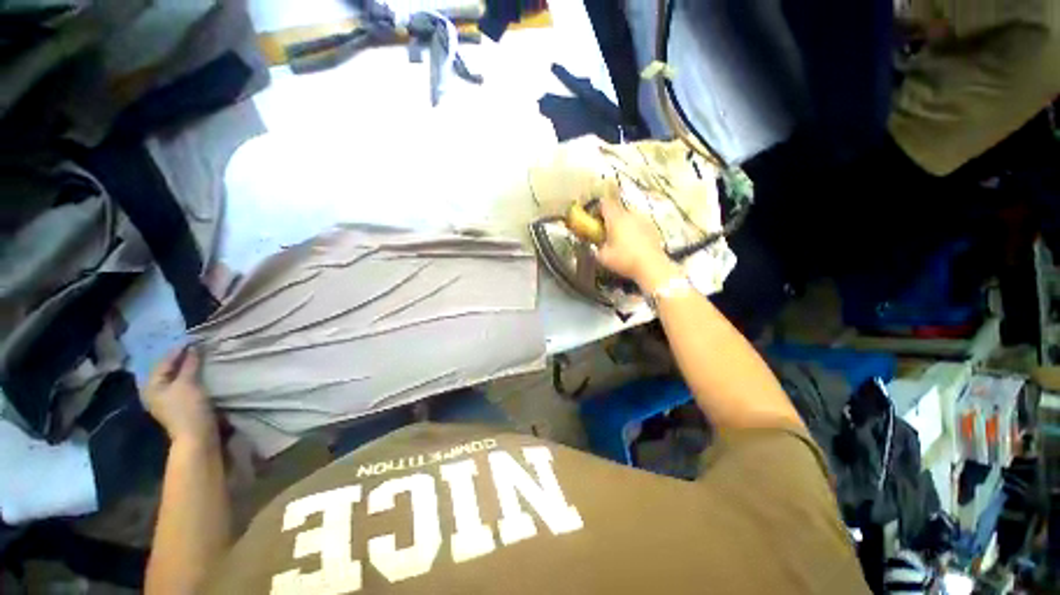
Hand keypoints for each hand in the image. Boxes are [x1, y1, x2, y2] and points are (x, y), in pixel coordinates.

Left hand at [145, 347, 216, 445]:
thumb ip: (189, 364)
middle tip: (197, 346)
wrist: (197, 436)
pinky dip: (191, 375)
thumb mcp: (187, 383)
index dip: (178, 350)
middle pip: (168, 369)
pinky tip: (200, 371)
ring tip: (200, 356)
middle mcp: (155, 390)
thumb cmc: (188, 408)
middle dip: (182, 358)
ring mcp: (167, 398)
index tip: (194, 339)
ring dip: (188, 366)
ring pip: (177, 376)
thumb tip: (193, 347)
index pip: (164, 361)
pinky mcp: (180, 403)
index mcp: (151, 385)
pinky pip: (184, 383)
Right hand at [595, 196, 679, 291]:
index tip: (594, 220)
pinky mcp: (653, 227)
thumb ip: (597, 248)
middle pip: (618, 209)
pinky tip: (634, 243)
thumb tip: (596, 245)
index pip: (604, 203)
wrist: (652, 266)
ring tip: (621, 238)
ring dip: (624, 223)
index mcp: (616, 218)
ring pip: (630, 216)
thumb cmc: (624, 259)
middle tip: (607, 231)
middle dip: (611, 217)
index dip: (597, 209)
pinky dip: (635, 229)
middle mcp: (630, 214)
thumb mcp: (603, 257)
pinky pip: (640, 223)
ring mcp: (644, 219)